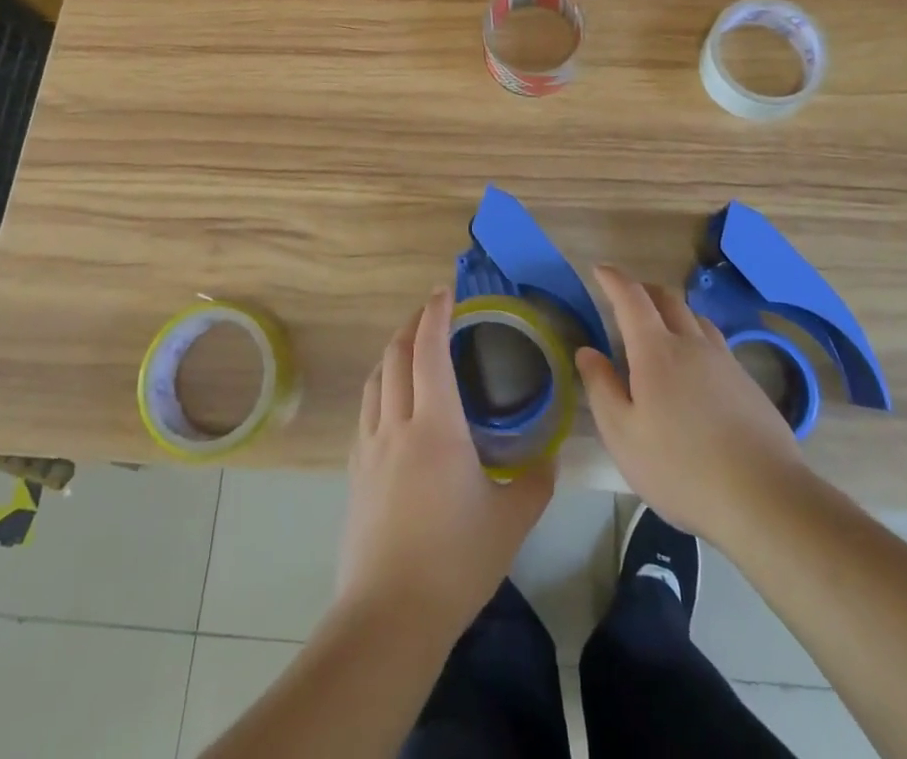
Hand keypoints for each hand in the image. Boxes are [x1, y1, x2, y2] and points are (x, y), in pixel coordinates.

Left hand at [337, 288, 554, 635]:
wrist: (389, 615)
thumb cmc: (455, 562)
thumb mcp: (511, 522)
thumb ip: (536, 483)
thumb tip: (551, 458)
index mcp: (435, 426)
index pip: (429, 350)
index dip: (436, 314)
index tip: (446, 291)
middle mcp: (397, 424)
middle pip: (395, 355)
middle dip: (412, 324)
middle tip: (432, 312)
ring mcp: (370, 447)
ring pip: (375, 379)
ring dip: (392, 352)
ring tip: (410, 347)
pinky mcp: (355, 472)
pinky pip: (366, 410)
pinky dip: (380, 387)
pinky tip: (391, 402)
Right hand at [576, 264, 805, 546]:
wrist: (763, 497)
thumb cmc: (680, 468)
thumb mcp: (623, 435)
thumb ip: (601, 388)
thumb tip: (588, 351)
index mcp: (656, 351)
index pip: (631, 298)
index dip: (613, 279)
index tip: (600, 270)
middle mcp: (691, 344)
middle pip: (667, 299)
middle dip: (643, 289)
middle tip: (626, 299)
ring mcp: (725, 361)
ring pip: (695, 318)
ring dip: (673, 311)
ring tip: (660, 329)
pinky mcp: (748, 383)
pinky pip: (716, 343)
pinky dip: (696, 337)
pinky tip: (695, 367)